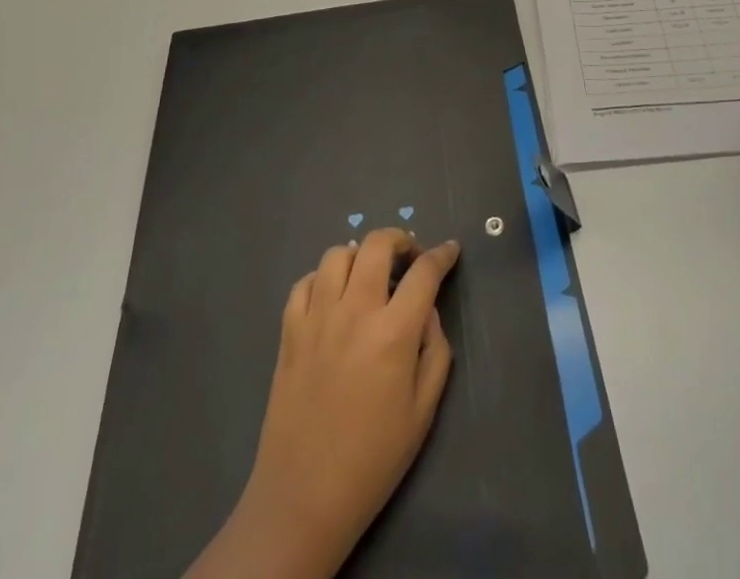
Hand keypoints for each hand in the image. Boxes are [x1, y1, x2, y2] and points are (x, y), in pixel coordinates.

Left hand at [205, 230, 460, 578]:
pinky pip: (304, 283)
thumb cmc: (373, 460)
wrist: (303, 499)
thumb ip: (435, 349)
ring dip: (360, 256)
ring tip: (369, 276)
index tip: (450, 250)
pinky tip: (333, 298)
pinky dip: (322, 279)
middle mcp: (355, 312)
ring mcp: (317, 318)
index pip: (424, 272)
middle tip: (410, 257)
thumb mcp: (423, 411)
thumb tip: (427, 311)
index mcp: (394, 333)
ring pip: (338, 254)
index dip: (442, 255)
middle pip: (377, 244)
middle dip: (401, 240)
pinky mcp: (289, 332)